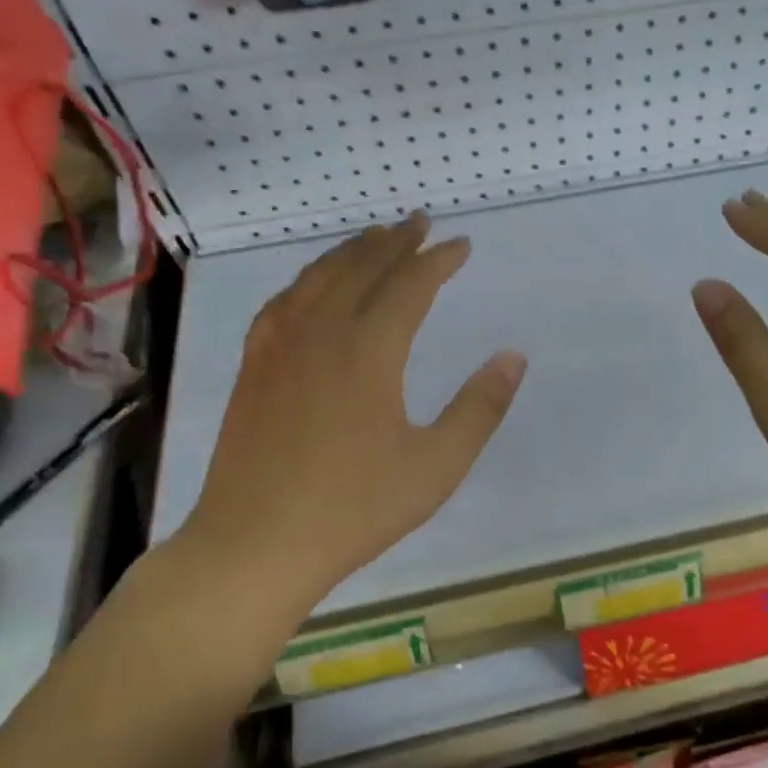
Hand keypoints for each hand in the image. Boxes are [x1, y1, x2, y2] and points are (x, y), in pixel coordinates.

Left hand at [169, 211, 525, 611]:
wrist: (254, 545)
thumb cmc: (354, 509)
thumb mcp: (436, 465)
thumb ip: (479, 407)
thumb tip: (514, 356)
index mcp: (369, 351)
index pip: (410, 284)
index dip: (438, 260)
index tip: (462, 245)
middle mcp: (321, 333)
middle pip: (361, 267)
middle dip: (396, 240)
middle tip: (421, 221)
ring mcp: (279, 347)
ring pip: (318, 277)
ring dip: (352, 251)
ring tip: (375, 237)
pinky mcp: (253, 366)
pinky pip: (283, 301)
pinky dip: (308, 279)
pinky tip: (313, 284)